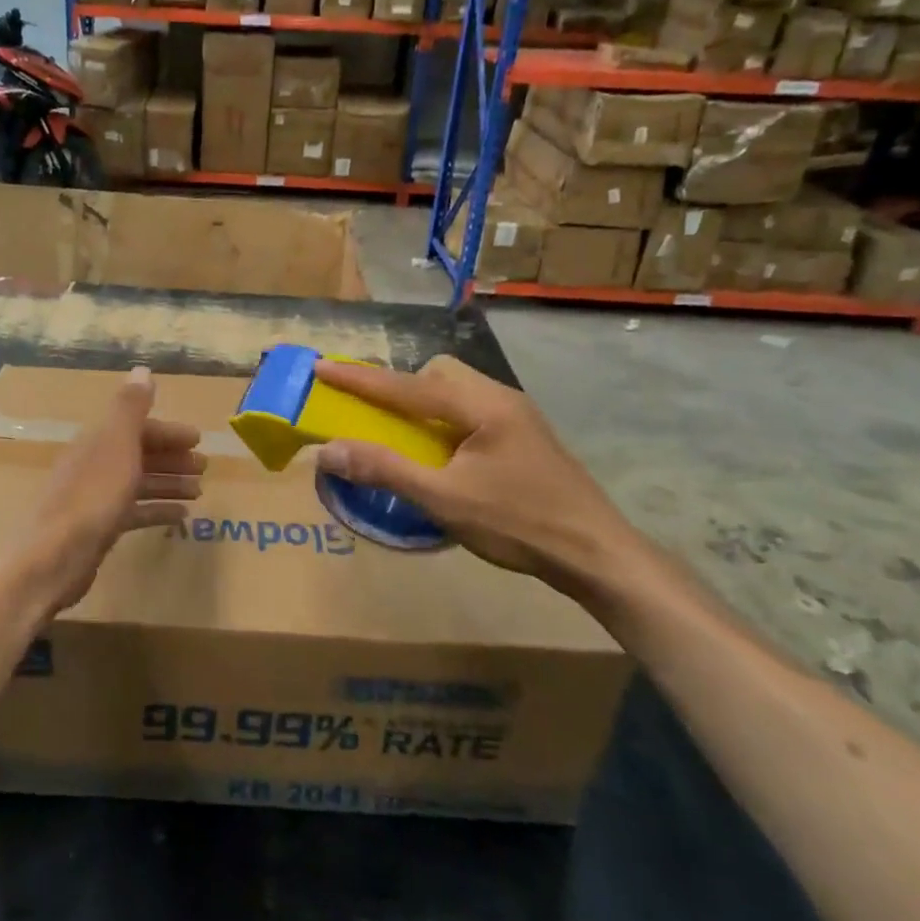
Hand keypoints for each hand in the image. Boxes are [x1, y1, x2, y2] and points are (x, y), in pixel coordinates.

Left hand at [23, 367, 203, 612]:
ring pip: (139, 483)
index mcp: (98, 441)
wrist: (54, 558)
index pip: (137, 427)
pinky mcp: (99, 528)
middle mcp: (95, 464)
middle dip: (172, 457)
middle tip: (204, 467)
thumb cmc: (92, 496)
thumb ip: (131, 407)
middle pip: (139, 454)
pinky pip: (134, 512)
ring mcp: (95, 498)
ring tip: (199, 491)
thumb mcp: (117, 444)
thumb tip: (142, 369)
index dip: (168, 431)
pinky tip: (181, 517)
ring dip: (169, 483)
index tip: (198, 440)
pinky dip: (157, 510)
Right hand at [312, 356, 645, 597]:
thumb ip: (385, 470)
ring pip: (456, 391)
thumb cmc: (519, 524)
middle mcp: (499, 397)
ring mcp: (517, 416)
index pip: (406, 385)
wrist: (598, 555)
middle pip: (437, 374)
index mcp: (480, 405)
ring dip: (423, 404)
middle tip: (374, 414)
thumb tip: (329, 449)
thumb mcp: (444, 500)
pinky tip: (443, 454)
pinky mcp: (524, 436)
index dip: (359, 378)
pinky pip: (471, 410)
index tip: (320, 365)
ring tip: (405, 435)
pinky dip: (443, 420)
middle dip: (399, 386)